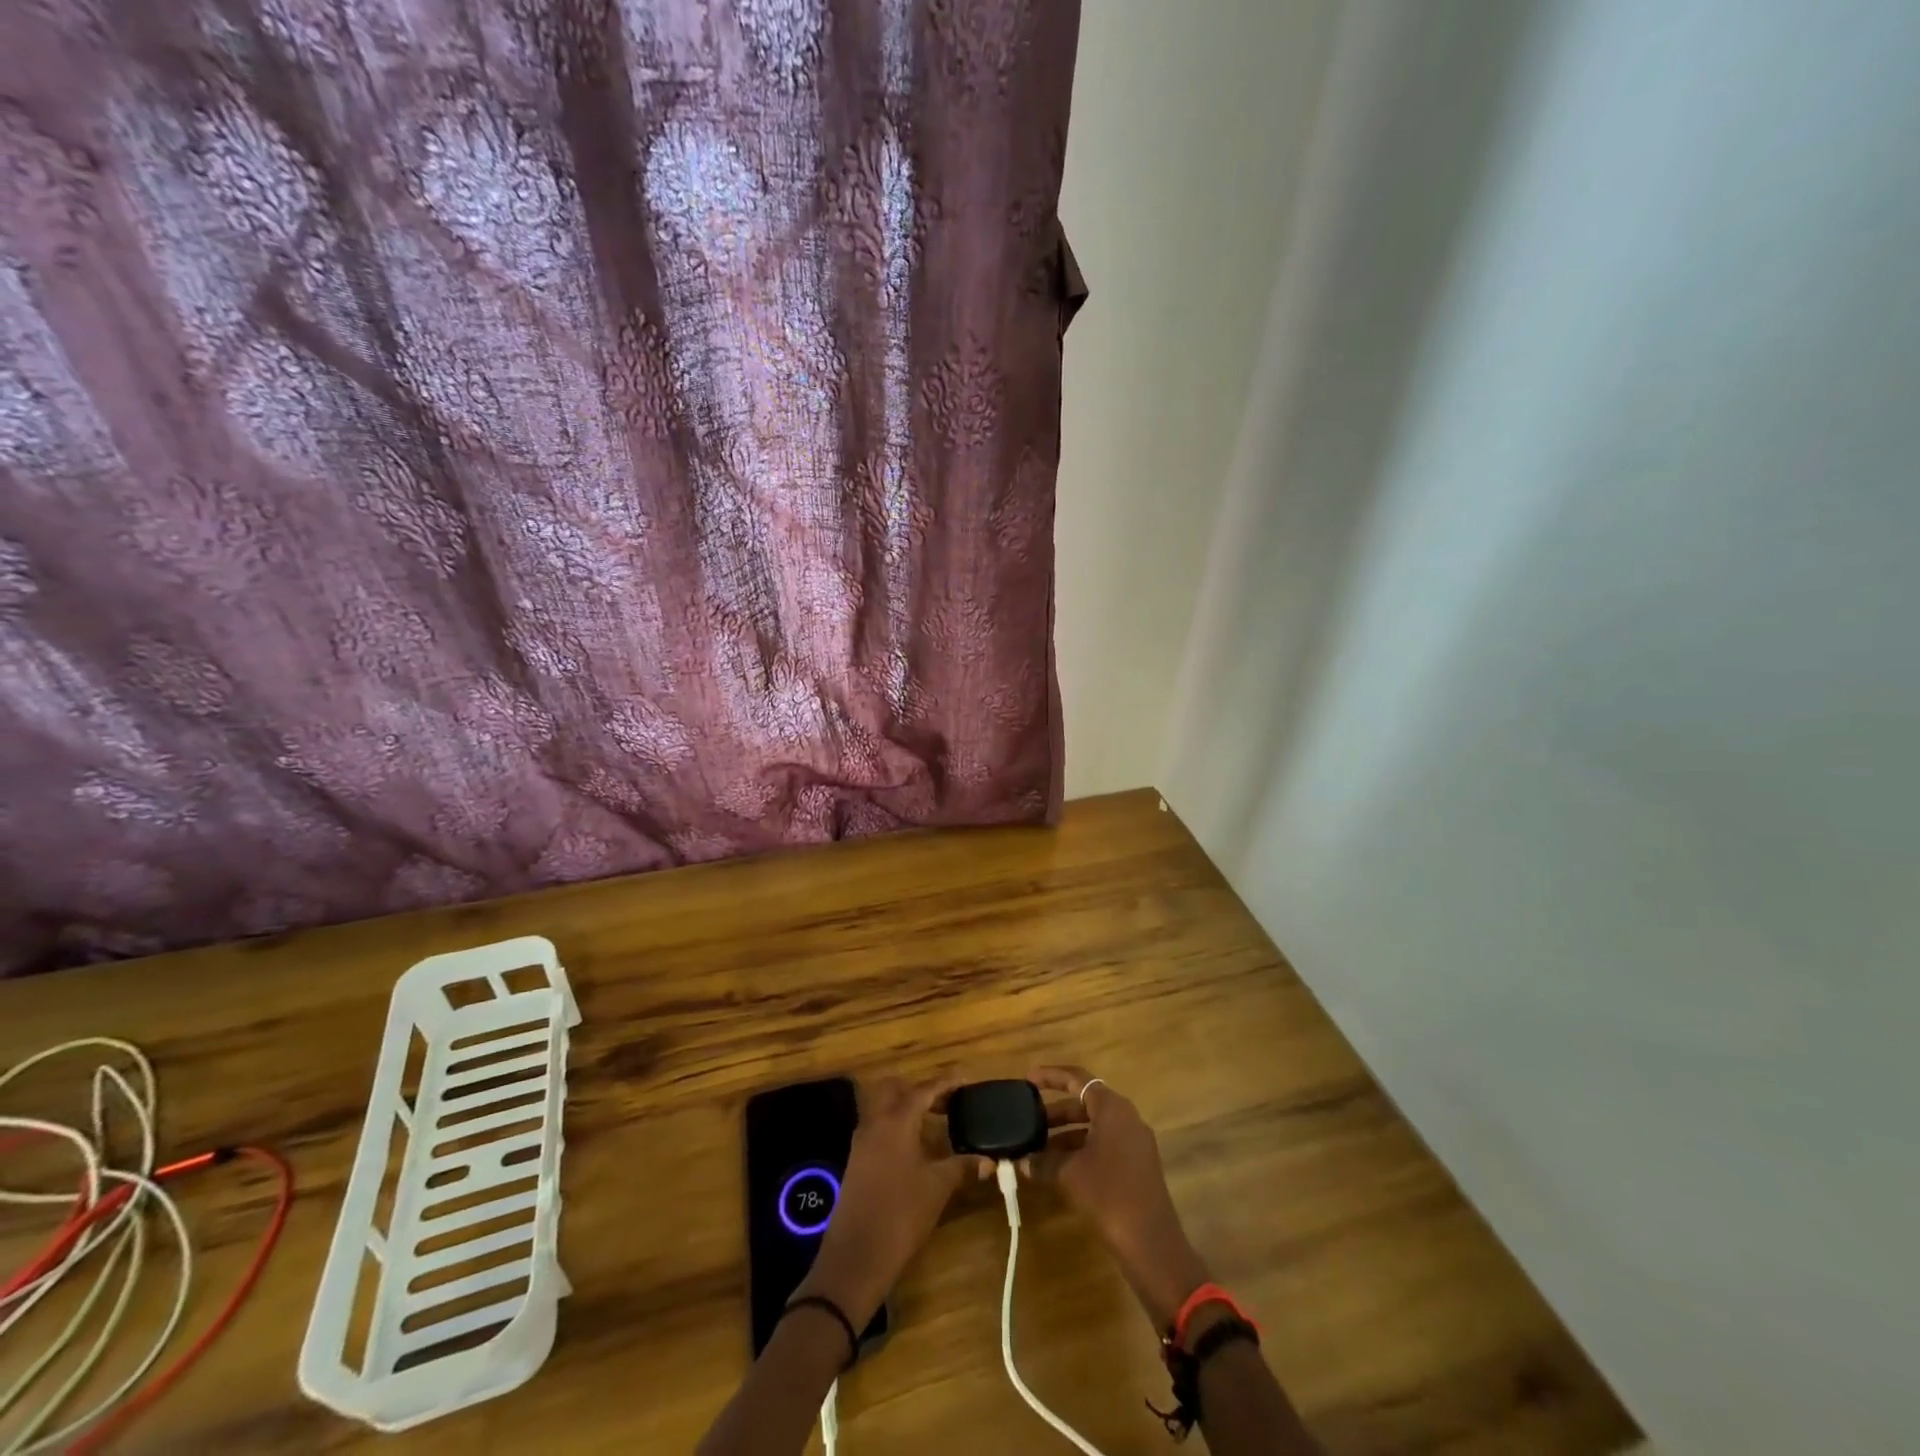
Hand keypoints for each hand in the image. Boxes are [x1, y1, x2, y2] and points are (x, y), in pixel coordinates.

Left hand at [793, 1075, 978, 1328]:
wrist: (855, 1257)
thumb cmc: (901, 1215)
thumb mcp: (937, 1188)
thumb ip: (962, 1166)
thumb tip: (988, 1160)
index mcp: (896, 1121)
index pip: (924, 1089)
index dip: (946, 1082)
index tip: (966, 1079)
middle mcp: (875, 1122)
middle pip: (895, 1088)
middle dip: (920, 1089)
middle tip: (947, 1102)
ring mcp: (862, 1141)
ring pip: (883, 1107)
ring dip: (906, 1107)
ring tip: (934, 1122)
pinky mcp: (856, 1160)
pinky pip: (877, 1127)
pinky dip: (897, 1125)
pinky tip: (915, 1147)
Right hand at [1026, 1064, 1209, 1329]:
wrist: (1150, 1241)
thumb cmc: (1109, 1193)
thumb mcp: (1070, 1173)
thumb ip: (1044, 1161)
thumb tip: (1023, 1161)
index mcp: (1112, 1108)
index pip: (1078, 1078)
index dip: (1051, 1076)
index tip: (1028, 1080)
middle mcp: (1126, 1117)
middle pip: (1085, 1103)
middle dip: (1056, 1112)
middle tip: (1028, 1121)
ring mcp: (1134, 1141)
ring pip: (1093, 1126)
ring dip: (1066, 1135)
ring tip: (1037, 1149)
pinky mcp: (1136, 1164)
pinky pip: (1103, 1144)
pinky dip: (1080, 1150)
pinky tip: (1059, 1168)